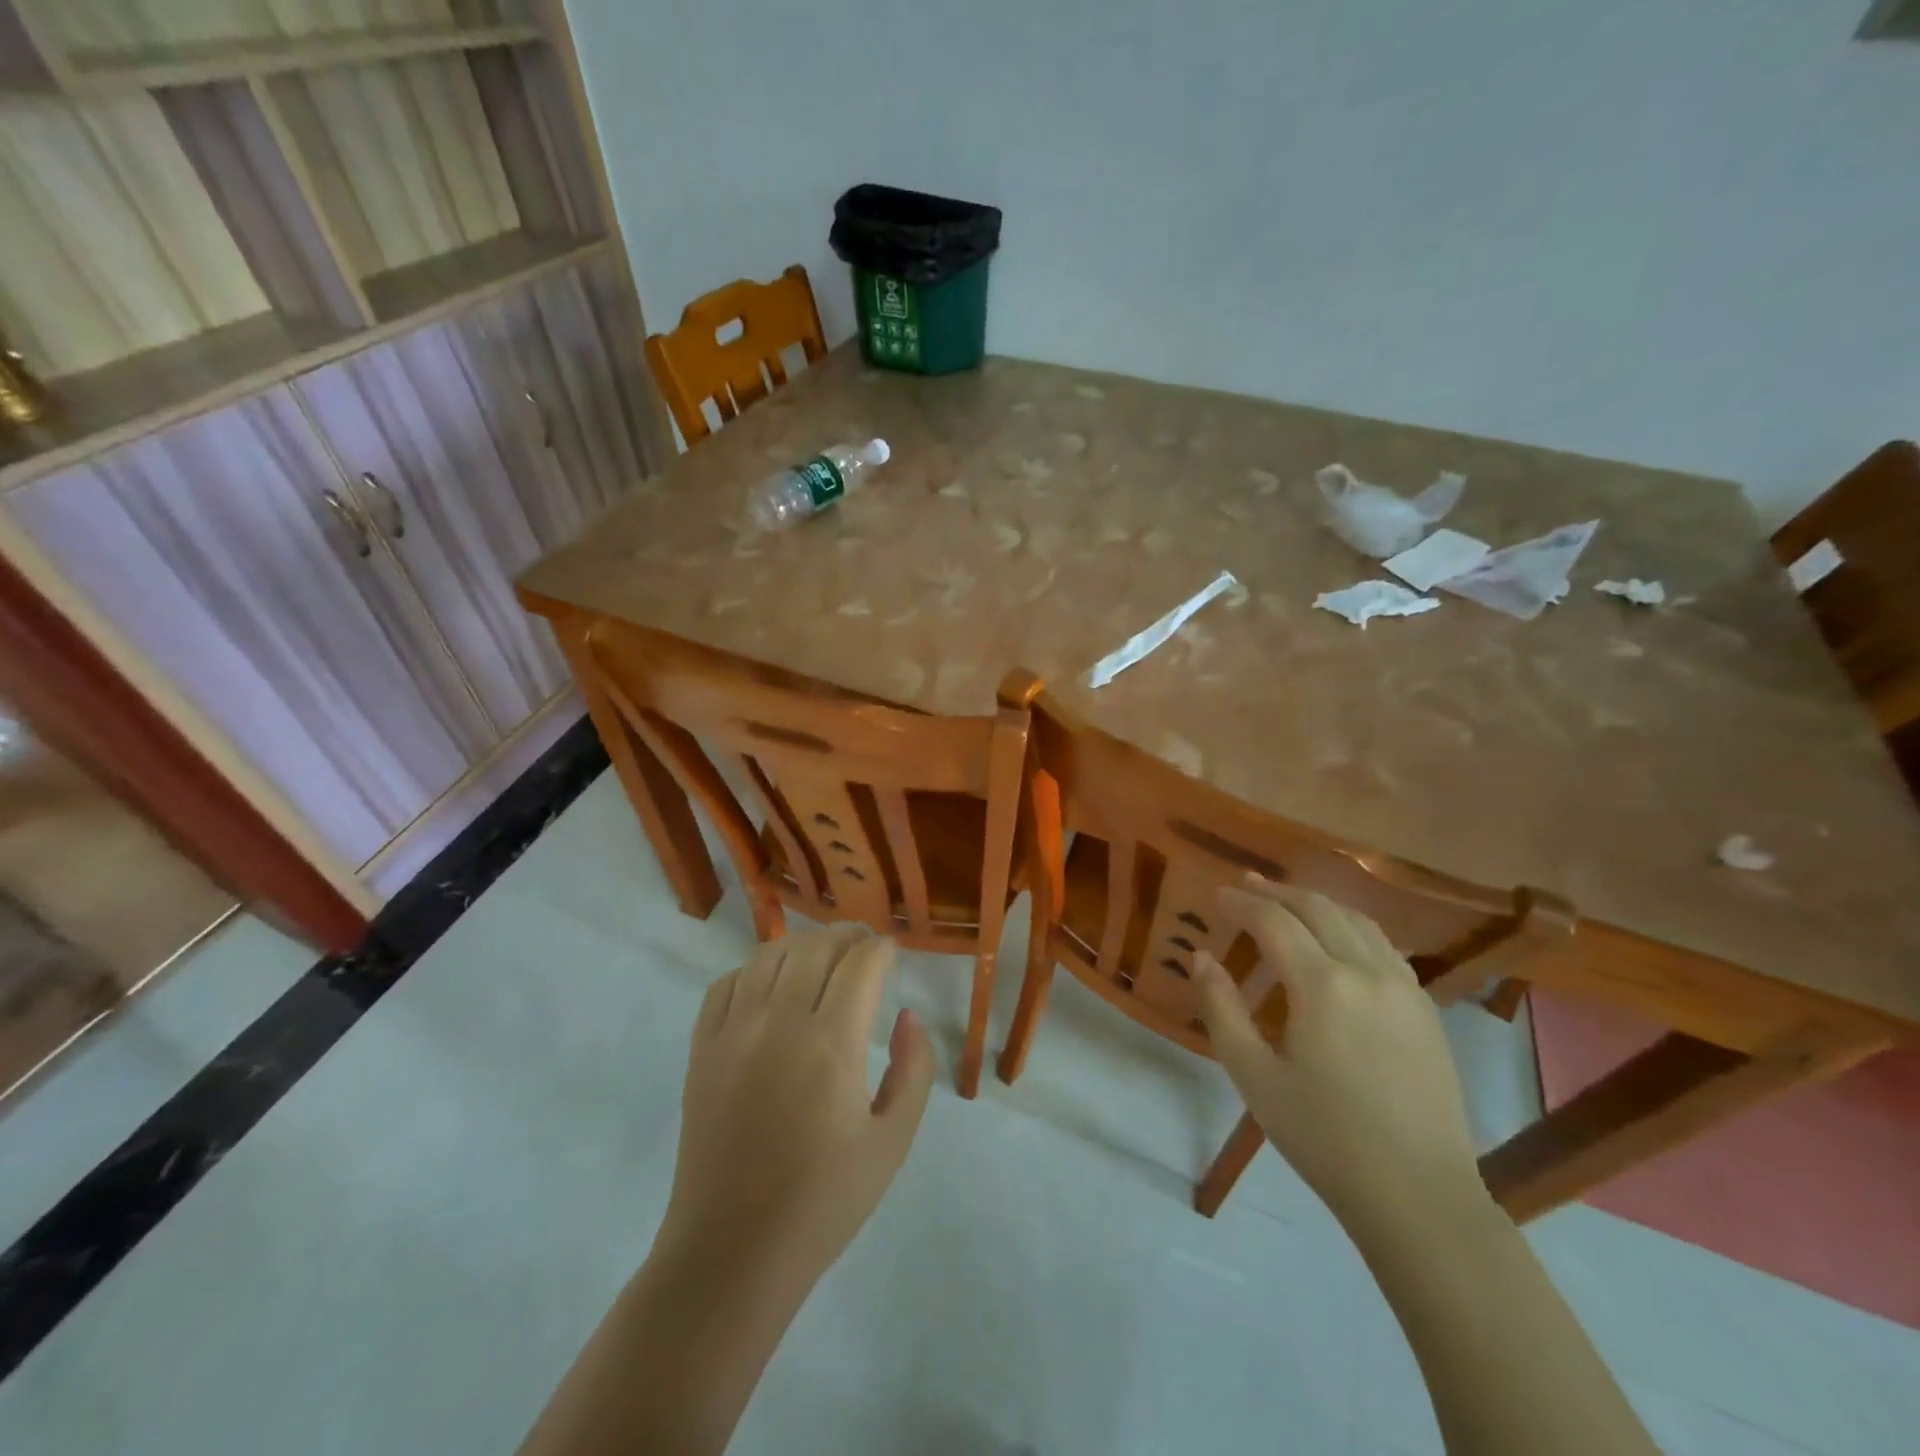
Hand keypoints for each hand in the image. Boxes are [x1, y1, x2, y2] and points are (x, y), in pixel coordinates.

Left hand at [659, 923, 934, 1286]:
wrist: (733, 1251)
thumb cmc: (824, 1201)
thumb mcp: (892, 1142)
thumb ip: (914, 1071)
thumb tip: (908, 1017)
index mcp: (832, 1044)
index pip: (861, 964)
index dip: (881, 948)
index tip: (891, 950)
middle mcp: (780, 1023)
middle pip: (814, 948)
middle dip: (845, 937)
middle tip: (862, 946)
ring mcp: (734, 1032)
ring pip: (768, 956)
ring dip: (801, 946)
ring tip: (819, 958)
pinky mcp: (702, 1049)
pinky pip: (726, 984)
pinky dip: (752, 970)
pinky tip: (768, 986)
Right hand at [1195, 874, 1488, 1226]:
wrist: (1418, 1195)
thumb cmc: (1324, 1137)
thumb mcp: (1254, 1075)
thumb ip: (1222, 1009)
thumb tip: (1202, 957)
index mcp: (1323, 986)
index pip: (1274, 921)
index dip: (1242, 903)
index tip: (1217, 895)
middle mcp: (1368, 971)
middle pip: (1319, 909)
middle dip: (1278, 892)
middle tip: (1246, 885)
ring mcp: (1405, 988)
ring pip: (1357, 920)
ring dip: (1317, 903)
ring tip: (1287, 901)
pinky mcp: (1426, 1009)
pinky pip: (1384, 946)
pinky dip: (1352, 927)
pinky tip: (1339, 940)